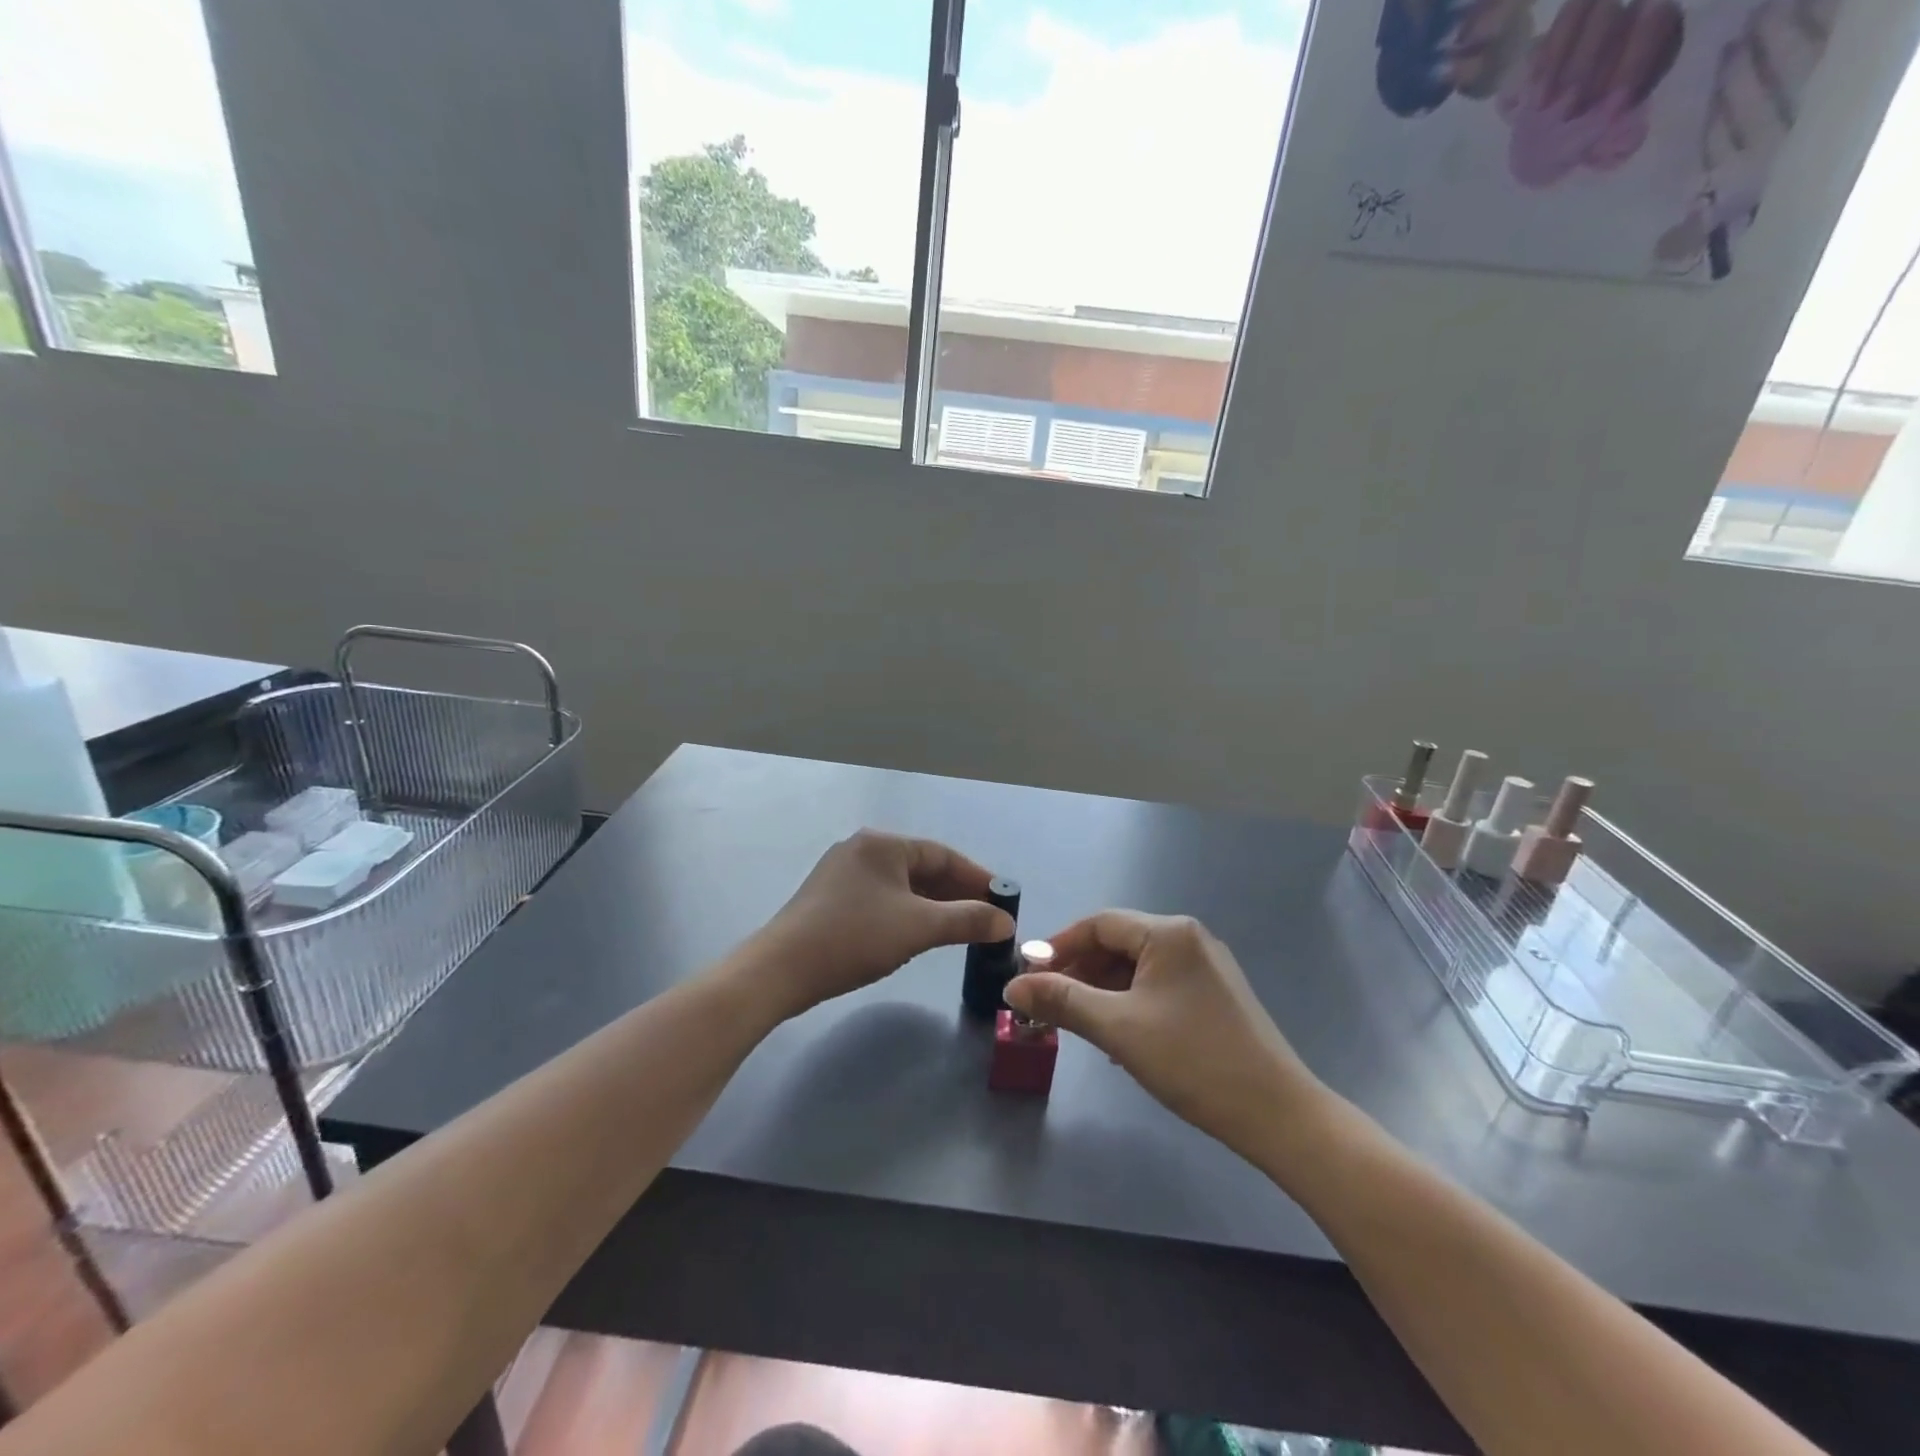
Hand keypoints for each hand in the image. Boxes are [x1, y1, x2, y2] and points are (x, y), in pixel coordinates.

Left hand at [749, 830, 1012, 1019]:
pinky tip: (919, 934)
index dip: (976, 877)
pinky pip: (882, 898)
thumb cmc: (855, 937)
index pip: (942, 854)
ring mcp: (843, 873)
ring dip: (933, 906)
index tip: (1002, 899)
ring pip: (902, 886)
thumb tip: (1005, 921)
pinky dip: (907, 913)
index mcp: (882, 844)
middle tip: (986, 919)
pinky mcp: (831, 898)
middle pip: (922, 868)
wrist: (781, 970)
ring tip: (960, 930)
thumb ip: (968, 920)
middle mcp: (862, 849)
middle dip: (956, 893)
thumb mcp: (919, 927)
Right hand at [1005, 911, 1326, 1155]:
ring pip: (1138, 969)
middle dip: (1079, 972)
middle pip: (1118, 944)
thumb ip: (1062, 1001)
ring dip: (1102, 991)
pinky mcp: (1216, 996)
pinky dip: (1130, 1004)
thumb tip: (1012, 987)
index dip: (1058, 946)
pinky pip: (1159, 987)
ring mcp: (1206, 968)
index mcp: (1168, 933)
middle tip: (1048, 1005)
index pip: (1098, 925)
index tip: (1028, 976)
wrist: (1278, 1114)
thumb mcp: (1118, 1028)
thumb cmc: (1193, 1060)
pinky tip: (1119, 1037)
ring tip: (1078, 1024)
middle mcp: (1189, 939)